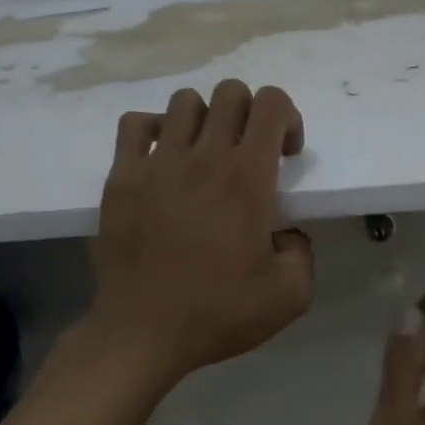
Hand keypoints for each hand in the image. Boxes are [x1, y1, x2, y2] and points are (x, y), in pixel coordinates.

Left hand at [87, 80, 312, 387]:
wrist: (142, 332)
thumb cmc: (217, 313)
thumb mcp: (290, 296)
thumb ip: (303, 253)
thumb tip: (285, 234)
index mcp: (247, 179)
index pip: (271, 103)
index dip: (287, 117)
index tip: (285, 155)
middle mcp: (203, 158)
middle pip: (230, 92)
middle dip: (250, 114)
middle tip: (249, 155)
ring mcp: (156, 163)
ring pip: (185, 102)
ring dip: (205, 120)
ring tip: (205, 156)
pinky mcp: (121, 177)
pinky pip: (135, 124)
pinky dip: (154, 129)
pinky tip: (163, 159)